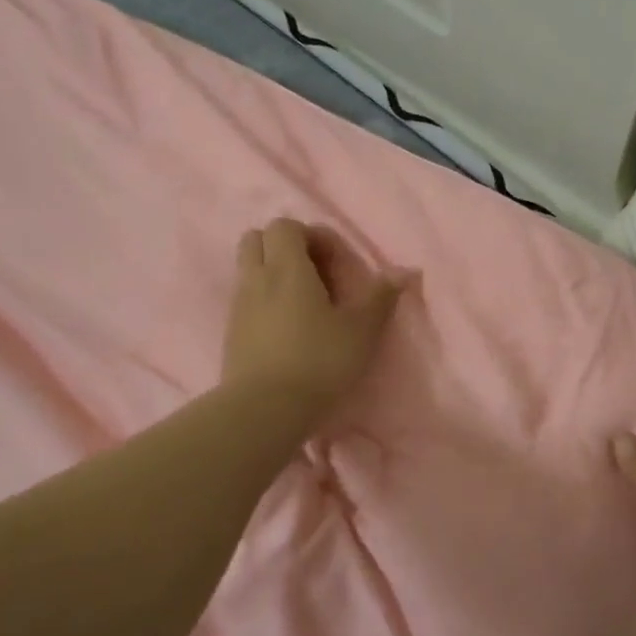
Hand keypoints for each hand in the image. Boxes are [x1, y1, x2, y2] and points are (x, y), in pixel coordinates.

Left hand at [221, 218, 409, 418]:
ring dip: (272, 272)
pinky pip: (244, 298)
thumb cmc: (319, 362)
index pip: (286, 225)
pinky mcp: (230, 332)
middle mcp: (257, 277)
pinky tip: (285, 327)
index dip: (312, 235)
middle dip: (284, 246)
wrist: (264, 410)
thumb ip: (381, 296)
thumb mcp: (361, 330)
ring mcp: (238, 305)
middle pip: (257, 238)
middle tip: (313, 273)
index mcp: (287, 267)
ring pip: (247, 268)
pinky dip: (262, 299)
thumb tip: (404, 270)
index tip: (335, 263)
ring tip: (301, 302)